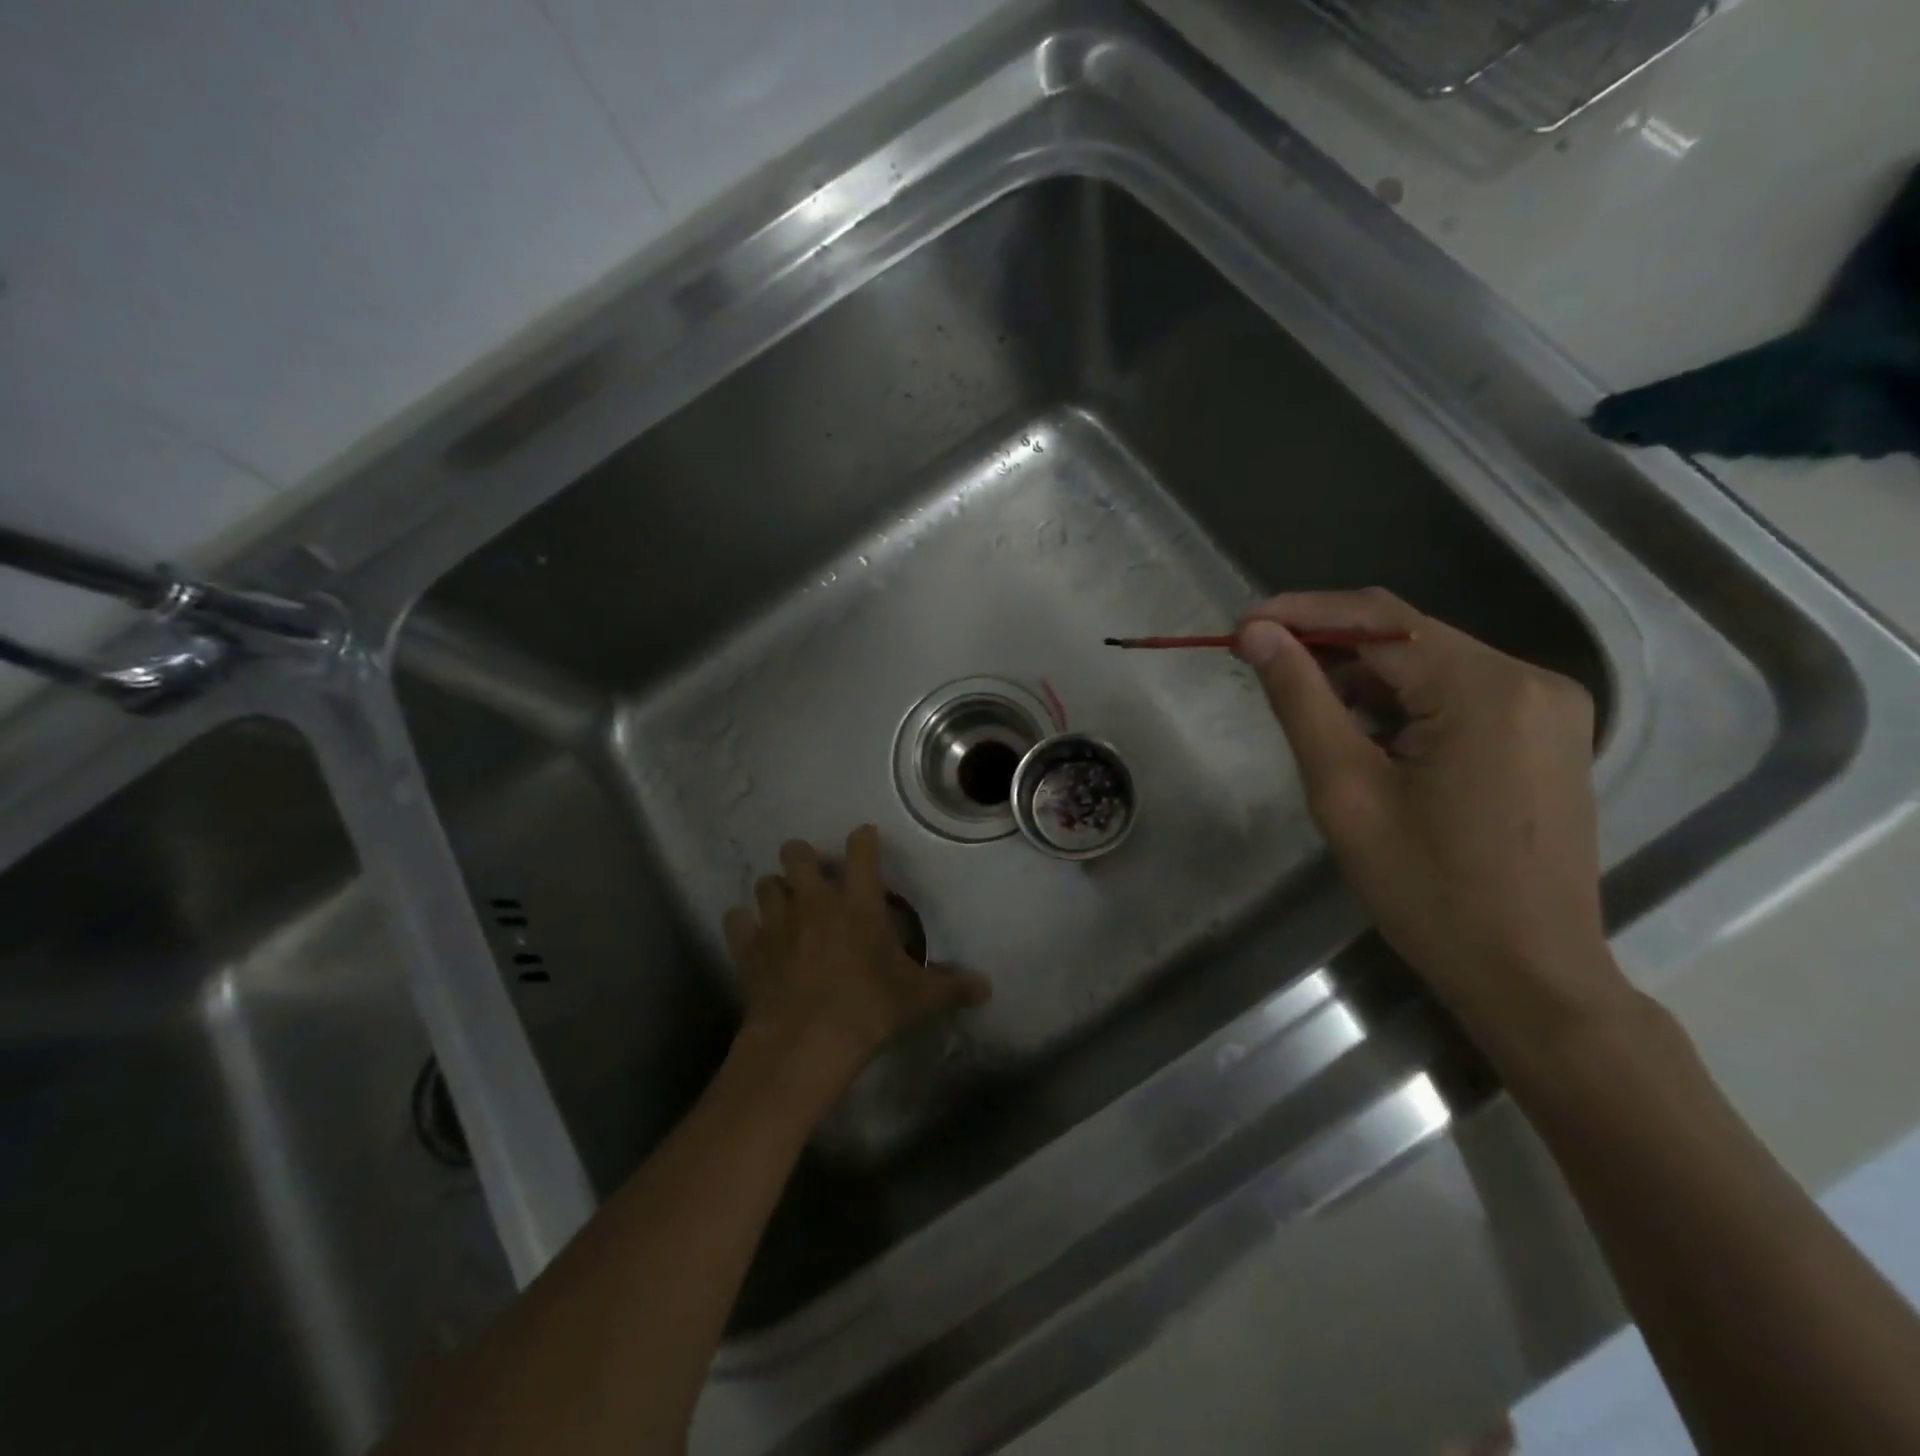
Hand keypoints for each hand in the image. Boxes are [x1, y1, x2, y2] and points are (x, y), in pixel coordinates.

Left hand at [723, 826, 991, 1090]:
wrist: (806, 1042)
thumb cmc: (868, 1009)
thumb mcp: (917, 999)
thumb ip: (951, 987)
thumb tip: (987, 987)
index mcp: (858, 902)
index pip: (861, 850)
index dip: (863, 839)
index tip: (864, 838)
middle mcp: (814, 901)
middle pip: (796, 853)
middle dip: (802, 857)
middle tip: (812, 875)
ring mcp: (777, 922)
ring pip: (765, 884)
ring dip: (774, 890)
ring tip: (783, 906)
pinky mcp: (749, 949)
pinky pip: (736, 922)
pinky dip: (743, 925)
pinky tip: (752, 935)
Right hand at [1235, 589, 1629, 1054]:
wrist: (1528, 974)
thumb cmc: (1427, 888)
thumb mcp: (1345, 789)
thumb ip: (1300, 699)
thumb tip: (1257, 634)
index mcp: (1485, 688)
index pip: (1378, 619)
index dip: (1301, 613)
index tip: (1240, 626)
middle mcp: (1529, 680)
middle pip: (1407, 637)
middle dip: (1328, 646)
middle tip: (1258, 664)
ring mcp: (1545, 708)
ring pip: (1430, 665)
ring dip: (1361, 678)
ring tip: (1302, 704)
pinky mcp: (1543, 736)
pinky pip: (1456, 696)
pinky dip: (1400, 703)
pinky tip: (1362, 733)